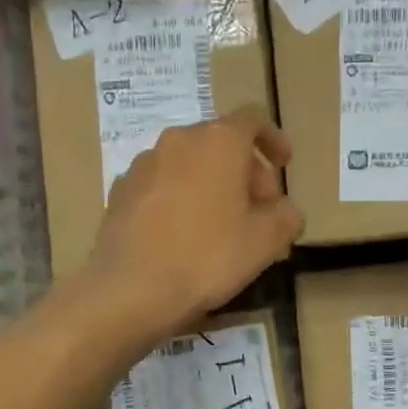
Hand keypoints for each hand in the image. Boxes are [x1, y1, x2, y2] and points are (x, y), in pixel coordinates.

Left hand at [84, 107, 303, 341]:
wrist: (130, 289)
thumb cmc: (207, 257)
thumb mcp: (266, 241)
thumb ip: (287, 216)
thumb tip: (284, 210)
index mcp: (218, 141)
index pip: (253, 119)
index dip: (273, 139)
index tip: (283, 165)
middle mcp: (178, 140)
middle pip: (221, 143)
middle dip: (245, 171)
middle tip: (258, 211)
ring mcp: (143, 164)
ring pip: (189, 163)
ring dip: (211, 184)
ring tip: (221, 225)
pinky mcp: (120, 191)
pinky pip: (162, 184)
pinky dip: (180, 198)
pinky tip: (183, 235)